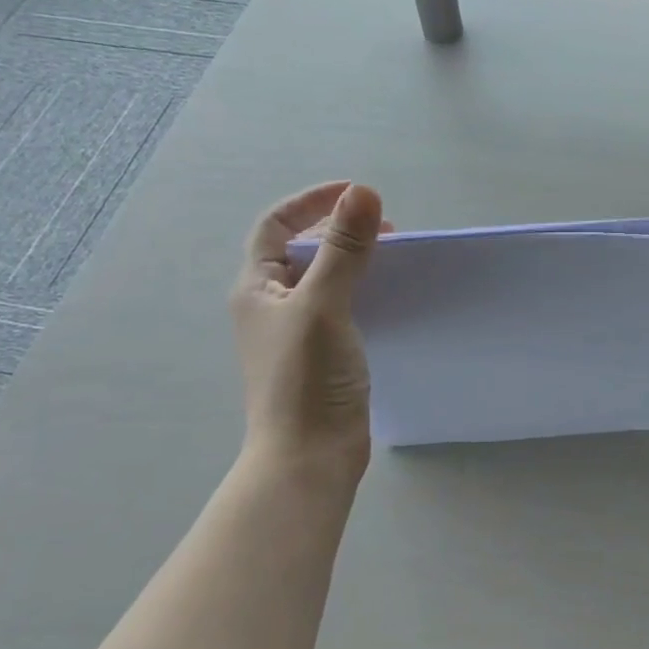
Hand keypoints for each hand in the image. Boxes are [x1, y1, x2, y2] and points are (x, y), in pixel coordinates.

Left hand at [231, 181, 385, 487]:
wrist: (308, 456)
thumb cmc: (307, 378)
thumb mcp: (324, 305)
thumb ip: (344, 249)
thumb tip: (363, 192)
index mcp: (257, 288)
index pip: (277, 225)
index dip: (312, 202)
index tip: (356, 194)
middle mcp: (271, 306)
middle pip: (301, 250)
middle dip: (338, 229)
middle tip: (385, 228)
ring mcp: (295, 333)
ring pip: (323, 279)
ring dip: (353, 260)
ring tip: (391, 257)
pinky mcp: (321, 355)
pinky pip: (340, 306)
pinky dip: (362, 291)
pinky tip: (388, 298)